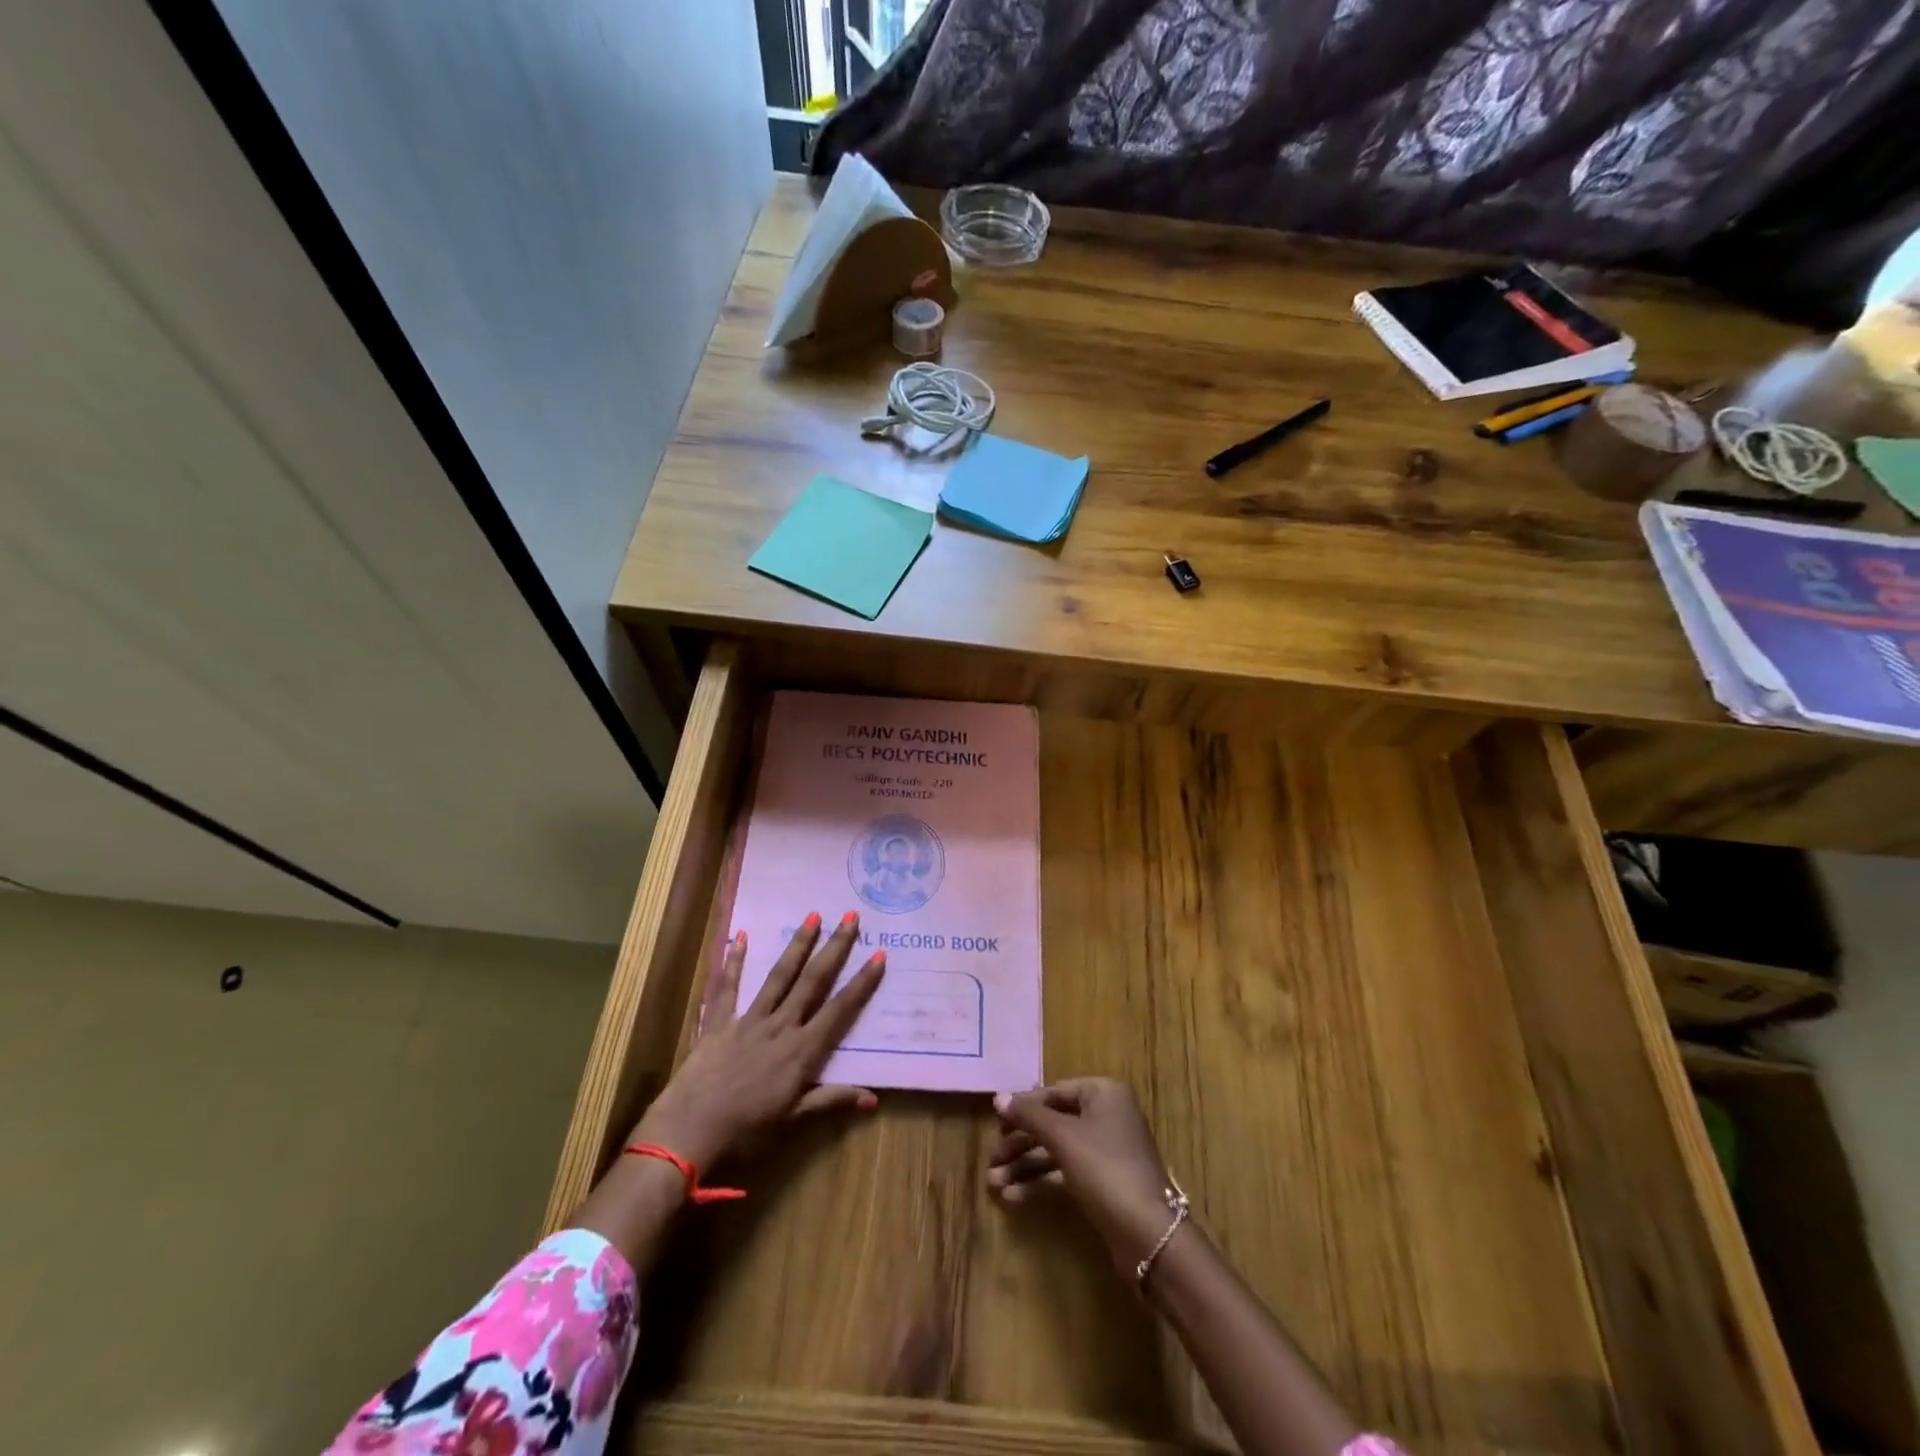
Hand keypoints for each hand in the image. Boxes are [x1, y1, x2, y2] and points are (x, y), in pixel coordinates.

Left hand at [633, 912, 885, 1169]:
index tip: (879, 955)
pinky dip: (733, 961)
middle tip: (851, 918)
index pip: (840, 1010)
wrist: (688, 1132)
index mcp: (802, 1051)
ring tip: (813, 916)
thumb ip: (831, 1100)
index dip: (861, 983)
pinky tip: (740, 935)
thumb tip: (873, 1098)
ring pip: (779, 976)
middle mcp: (780, 1026)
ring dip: (798, 945)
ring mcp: (749, 1020)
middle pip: (813, 981)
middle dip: (834, 948)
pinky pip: (728, 987)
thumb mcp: (793, 1119)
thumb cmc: (745, 1131)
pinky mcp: (719, 1022)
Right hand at [987, 1077, 1176, 1272]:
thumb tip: (998, 1097)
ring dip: (1024, 1165)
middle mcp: (1106, 1115)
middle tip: (991, 1160)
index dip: (1024, 1108)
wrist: (1147, 1234)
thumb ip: (1029, 1115)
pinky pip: (1064, 1172)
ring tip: (993, 1183)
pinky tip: (1012, 1197)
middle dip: (1020, 1143)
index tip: (996, 1124)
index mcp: (1103, 1093)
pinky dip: (1040, 1182)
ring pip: (1056, 1150)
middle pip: (1053, 1123)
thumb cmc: (1105, 1169)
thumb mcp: (1063, 1137)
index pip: (1054, 1092)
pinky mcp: (1102, 1182)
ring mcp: (1105, 1150)